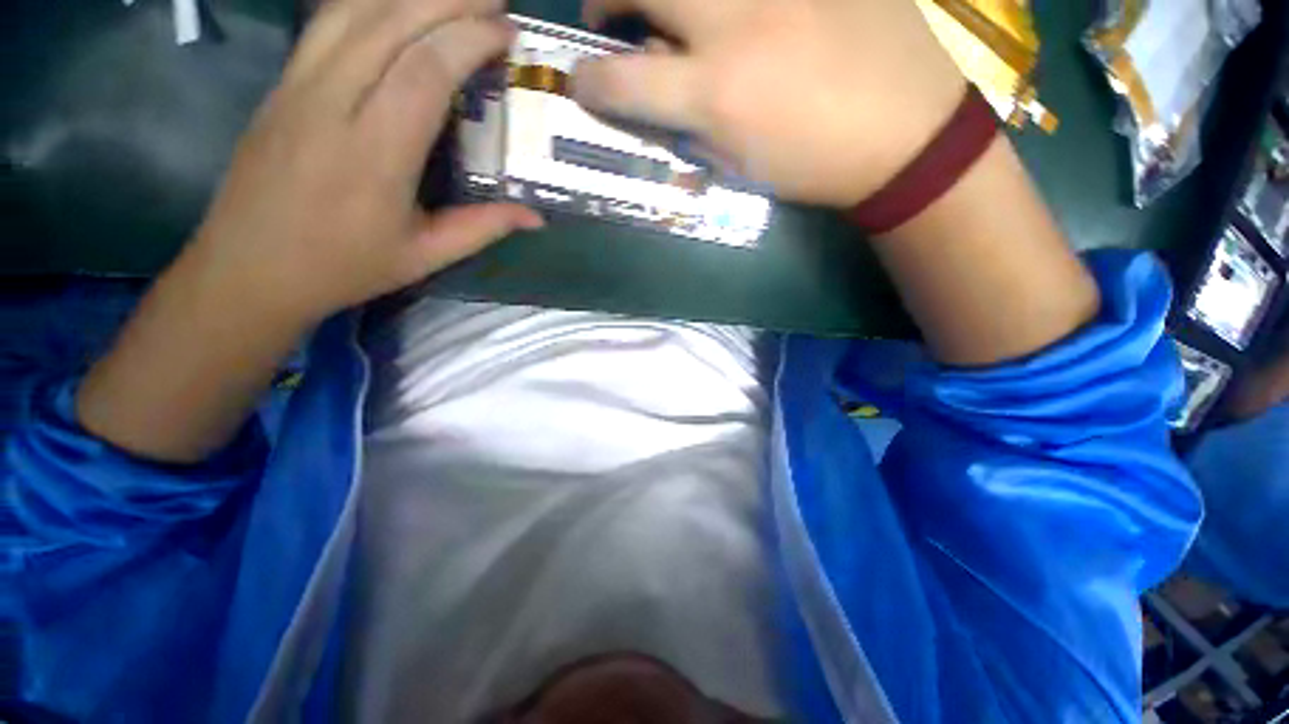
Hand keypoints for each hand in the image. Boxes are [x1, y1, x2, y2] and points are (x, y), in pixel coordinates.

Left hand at [189, 0, 540, 324]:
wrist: (248, 268)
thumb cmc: (343, 267)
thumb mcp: (424, 257)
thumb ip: (482, 228)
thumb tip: (535, 217)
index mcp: (373, 155)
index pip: (424, 71)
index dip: (469, 40)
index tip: (506, 34)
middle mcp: (330, 104)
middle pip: (389, 22)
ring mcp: (297, 85)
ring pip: (353, 10)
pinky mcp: (281, 83)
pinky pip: (326, 22)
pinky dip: (367, 1)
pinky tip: (397, 3)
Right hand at [571, 0, 965, 206]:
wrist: (903, 134)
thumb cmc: (812, 166)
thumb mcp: (739, 166)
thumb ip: (690, 126)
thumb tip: (659, 98)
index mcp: (715, 94)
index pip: (623, 79)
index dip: (590, 82)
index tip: (581, 83)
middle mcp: (735, 24)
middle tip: (607, 14)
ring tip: (665, 7)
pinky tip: (729, 10)